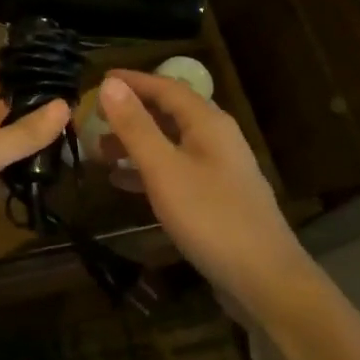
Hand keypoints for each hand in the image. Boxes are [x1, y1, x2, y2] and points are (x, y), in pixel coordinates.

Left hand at [0, 67, 69, 308]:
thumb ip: (21, 133)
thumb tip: (63, 106)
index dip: (14, 74)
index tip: (54, 70)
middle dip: (29, 110)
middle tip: (76, 106)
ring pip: (1, 148)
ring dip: (30, 144)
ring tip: (74, 134)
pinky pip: (2, 179)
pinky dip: (25, 175)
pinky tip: (55, 171)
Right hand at [97, 69, 312, 304]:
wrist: (266, 280)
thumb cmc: (211, 218)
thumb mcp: (164, 169)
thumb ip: (136, 126)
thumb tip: (109, 85)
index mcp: (208, 122)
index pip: (165, 86)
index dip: (132, 81)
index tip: (97, 80)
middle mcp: (216, 138)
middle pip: (169, 112)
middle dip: (131, 113)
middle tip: (93, 118)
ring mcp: (219, 168)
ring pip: (171, 142)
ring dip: (136, 142)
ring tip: (99, 151)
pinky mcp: (217, 197)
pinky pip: (176, 169)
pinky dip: (148, 169)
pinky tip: (123, 182)